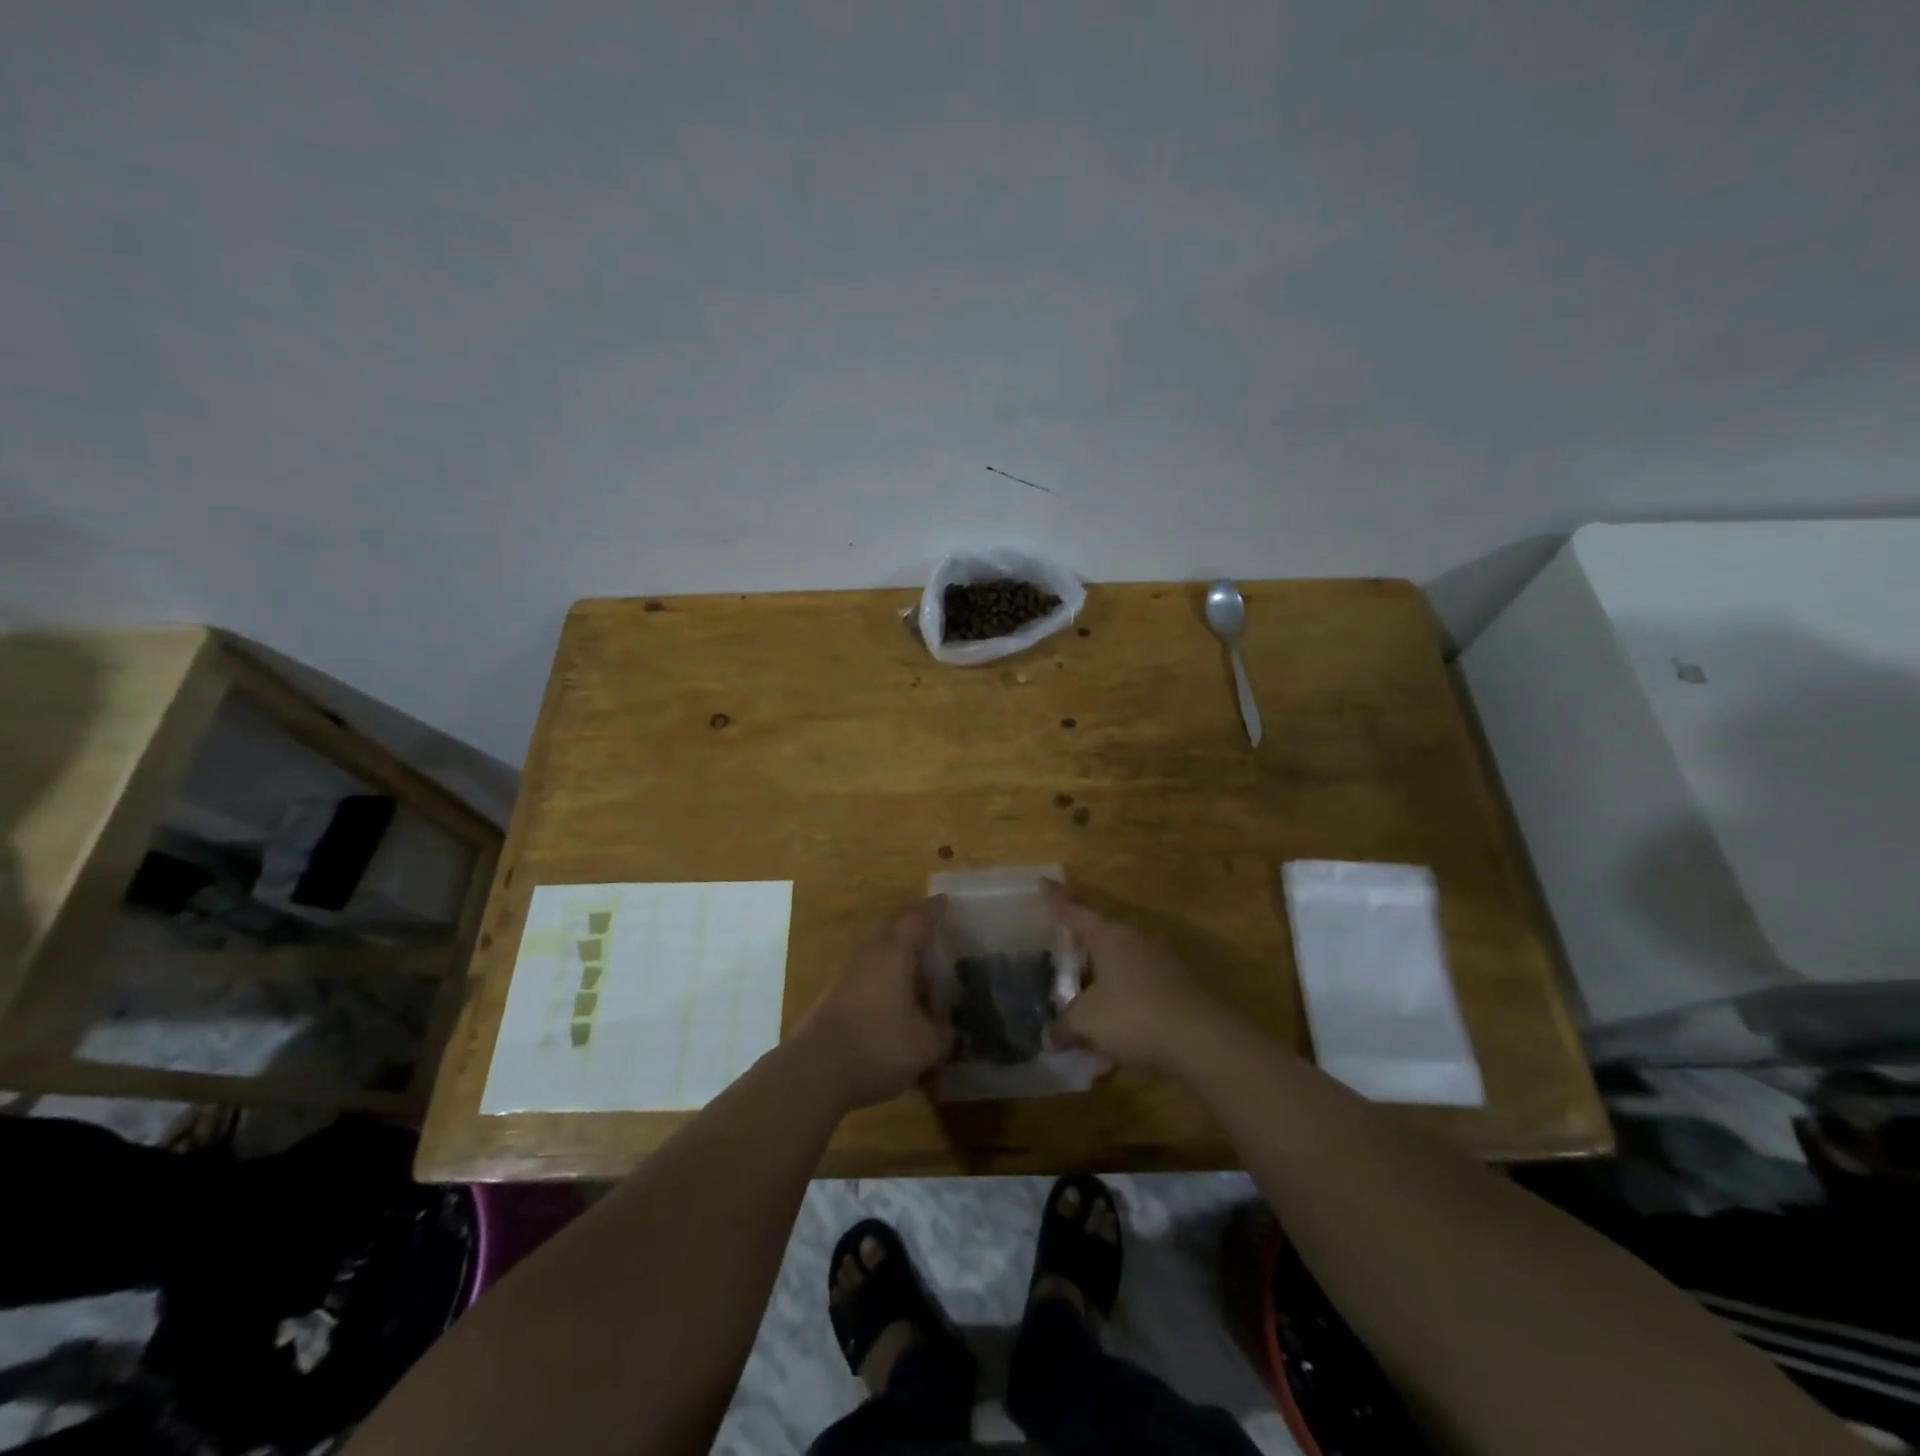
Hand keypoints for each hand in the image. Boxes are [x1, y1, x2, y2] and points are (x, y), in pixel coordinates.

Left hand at [797, 897, 953, 1108]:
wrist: (814, 1071)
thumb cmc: (877, 1045)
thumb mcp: (925, 1045)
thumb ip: (944, 1035)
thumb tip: (955, 1033)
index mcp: (894, 951)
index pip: (918, 919)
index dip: (934, 910)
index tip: (945, 901)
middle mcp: (869, 952)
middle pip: (894, 929)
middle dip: (915, 927)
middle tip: (936, 931)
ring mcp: (847, 972)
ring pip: (878, 950)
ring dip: (899, 953)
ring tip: (921, 965)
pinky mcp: (835, 993)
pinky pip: (868, 971)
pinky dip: (886, 975)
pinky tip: (897, 995)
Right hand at [1044, 883, 1222, 1069]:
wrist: (1199, 1038)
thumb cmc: (1133, 1015)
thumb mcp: (1086, 1023)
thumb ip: (1063, 1027)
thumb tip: (1047, 1038)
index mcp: (1107, 936)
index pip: (1074, 911)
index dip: (1057, 899)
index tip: (1044, 881)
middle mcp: (1134, 939)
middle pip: (1101, 934)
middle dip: (1082, 945)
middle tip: (1062, 953)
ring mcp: (1160, 960)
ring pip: (1122, 960)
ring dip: (1104, 975)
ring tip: (1087, 995)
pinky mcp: (1177, 984)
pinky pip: (1139, 983)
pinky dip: (1124, 997)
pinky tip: (1116, 1024)